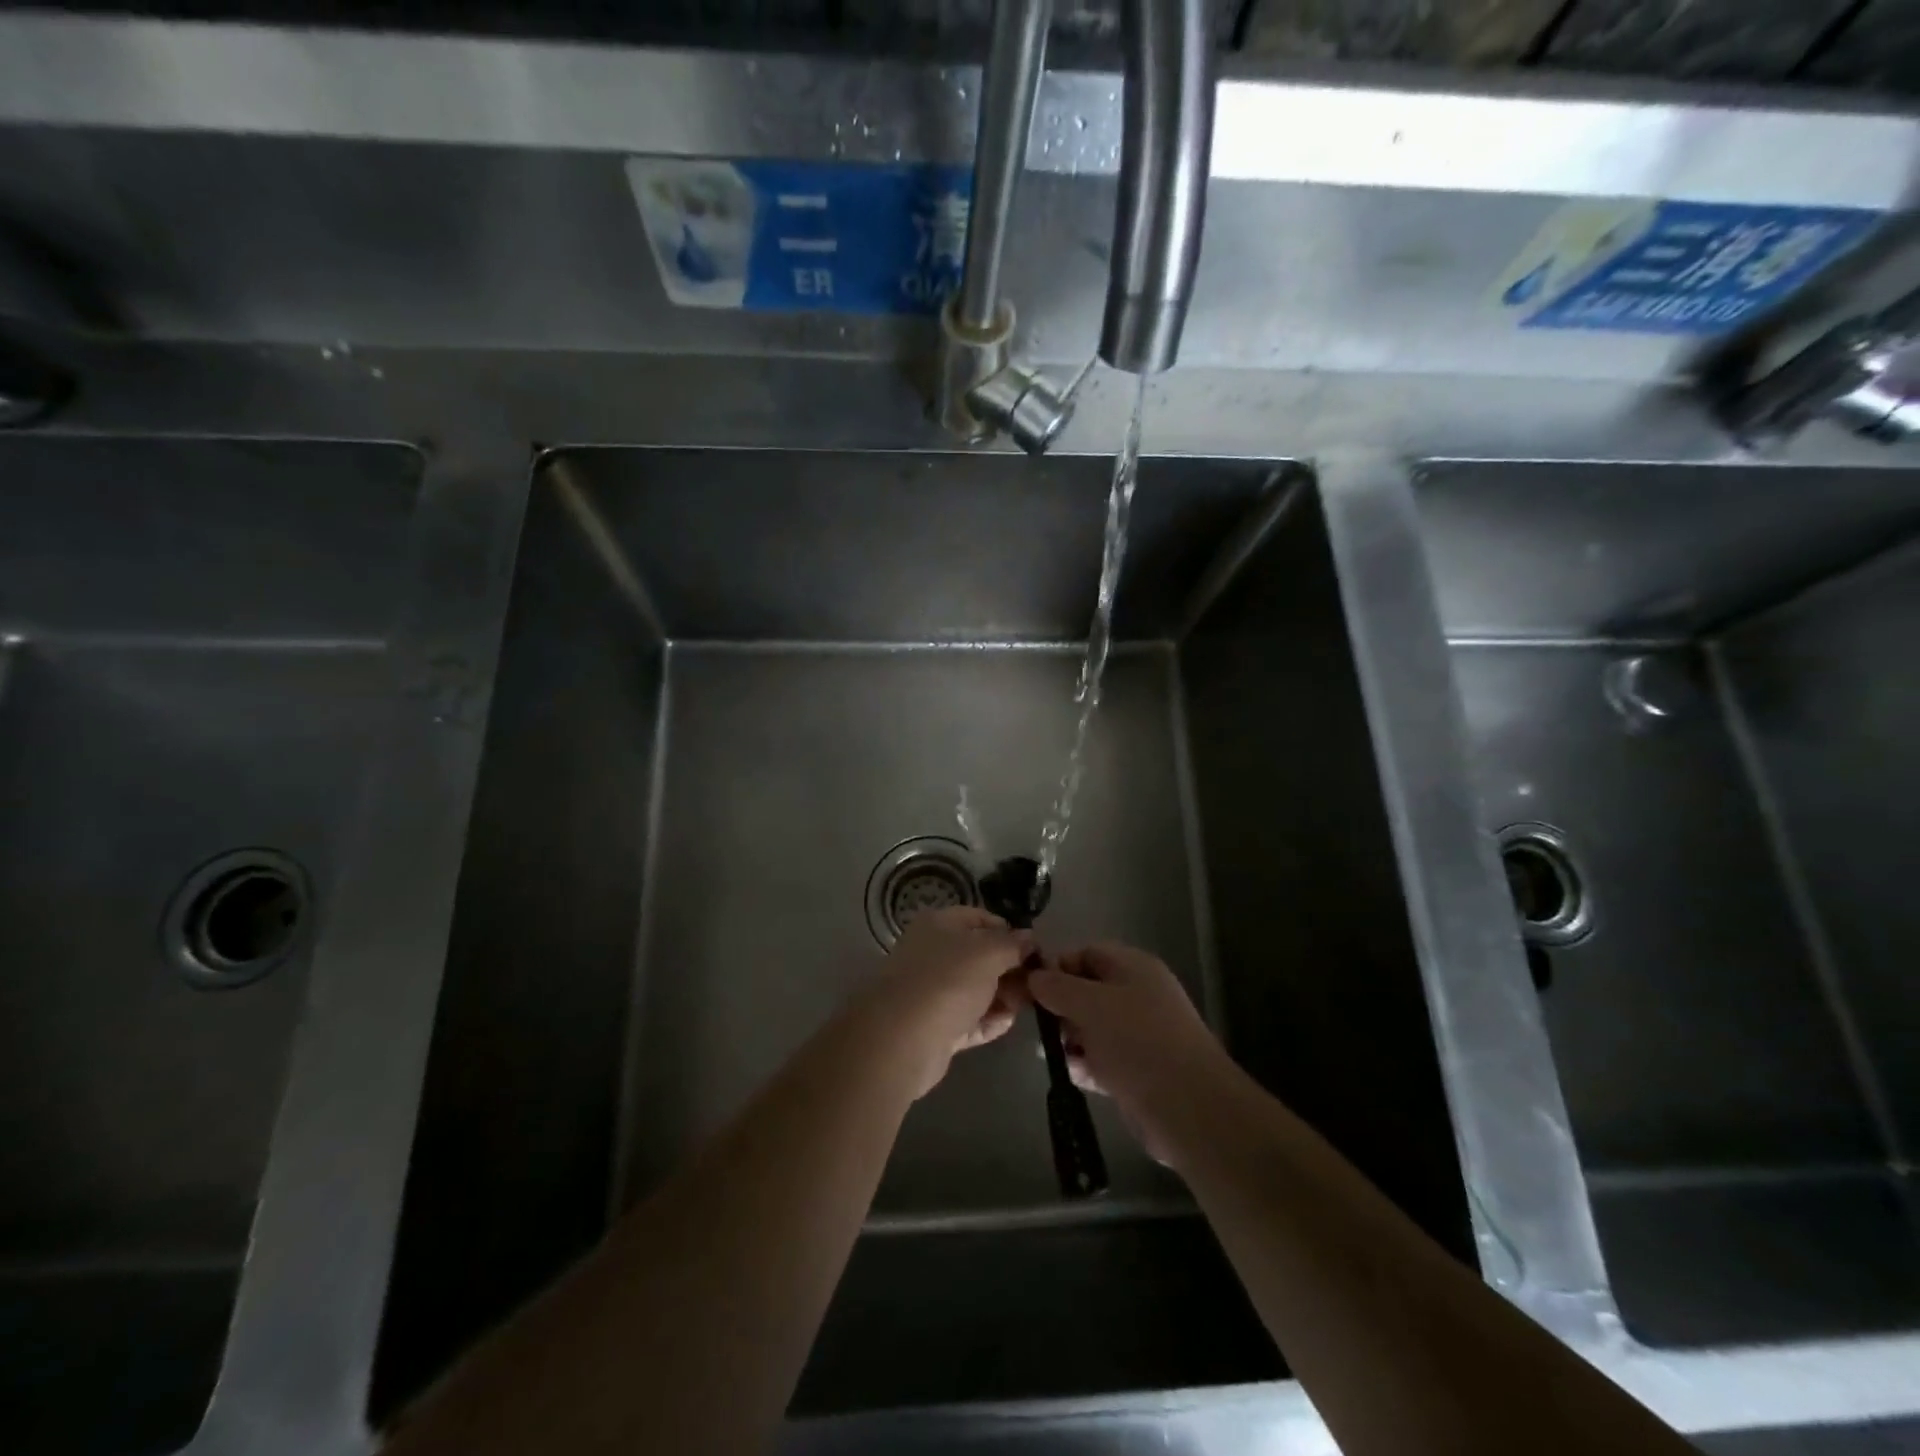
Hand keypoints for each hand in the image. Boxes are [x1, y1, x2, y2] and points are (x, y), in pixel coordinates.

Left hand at [855, 906, 1032, 1098]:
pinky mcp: (936, 1027)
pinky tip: (1008, 1023)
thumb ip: (1013, 944)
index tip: (1035, 949)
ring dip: (1003, 996)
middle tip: (1037, 982)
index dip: (1009, 930)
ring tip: (1028, 1005)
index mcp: (939, 925)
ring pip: (977, 989)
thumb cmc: (948, 981)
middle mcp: (933, 954)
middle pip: (980, 956)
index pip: (980, 918)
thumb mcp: (988, 953)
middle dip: (1010, 968)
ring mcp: (933, 992)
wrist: (903, 1039)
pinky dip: (988, 1021)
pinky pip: (969, 1019)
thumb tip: (1030, 938)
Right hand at [1028, 943, 1227, 1167]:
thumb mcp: (1089, 1004)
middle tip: (1039, 1025)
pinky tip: (1071, 1074)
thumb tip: (1034, 976)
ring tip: (1050, 1053)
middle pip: (1088, 991)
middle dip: (1060, 1006)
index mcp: (1134, 968)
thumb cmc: (1137, 1041)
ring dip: (1070, 1039)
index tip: (1029, 988)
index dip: (1057, 966)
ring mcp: (1140, 1035)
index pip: (1087, 953)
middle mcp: (1138, 996)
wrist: (1189, 1108)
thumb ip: (1057, 987)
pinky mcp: (1138, 1072)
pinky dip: (1085, 1065)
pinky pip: (1102, 1059)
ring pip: (1092, 1027)